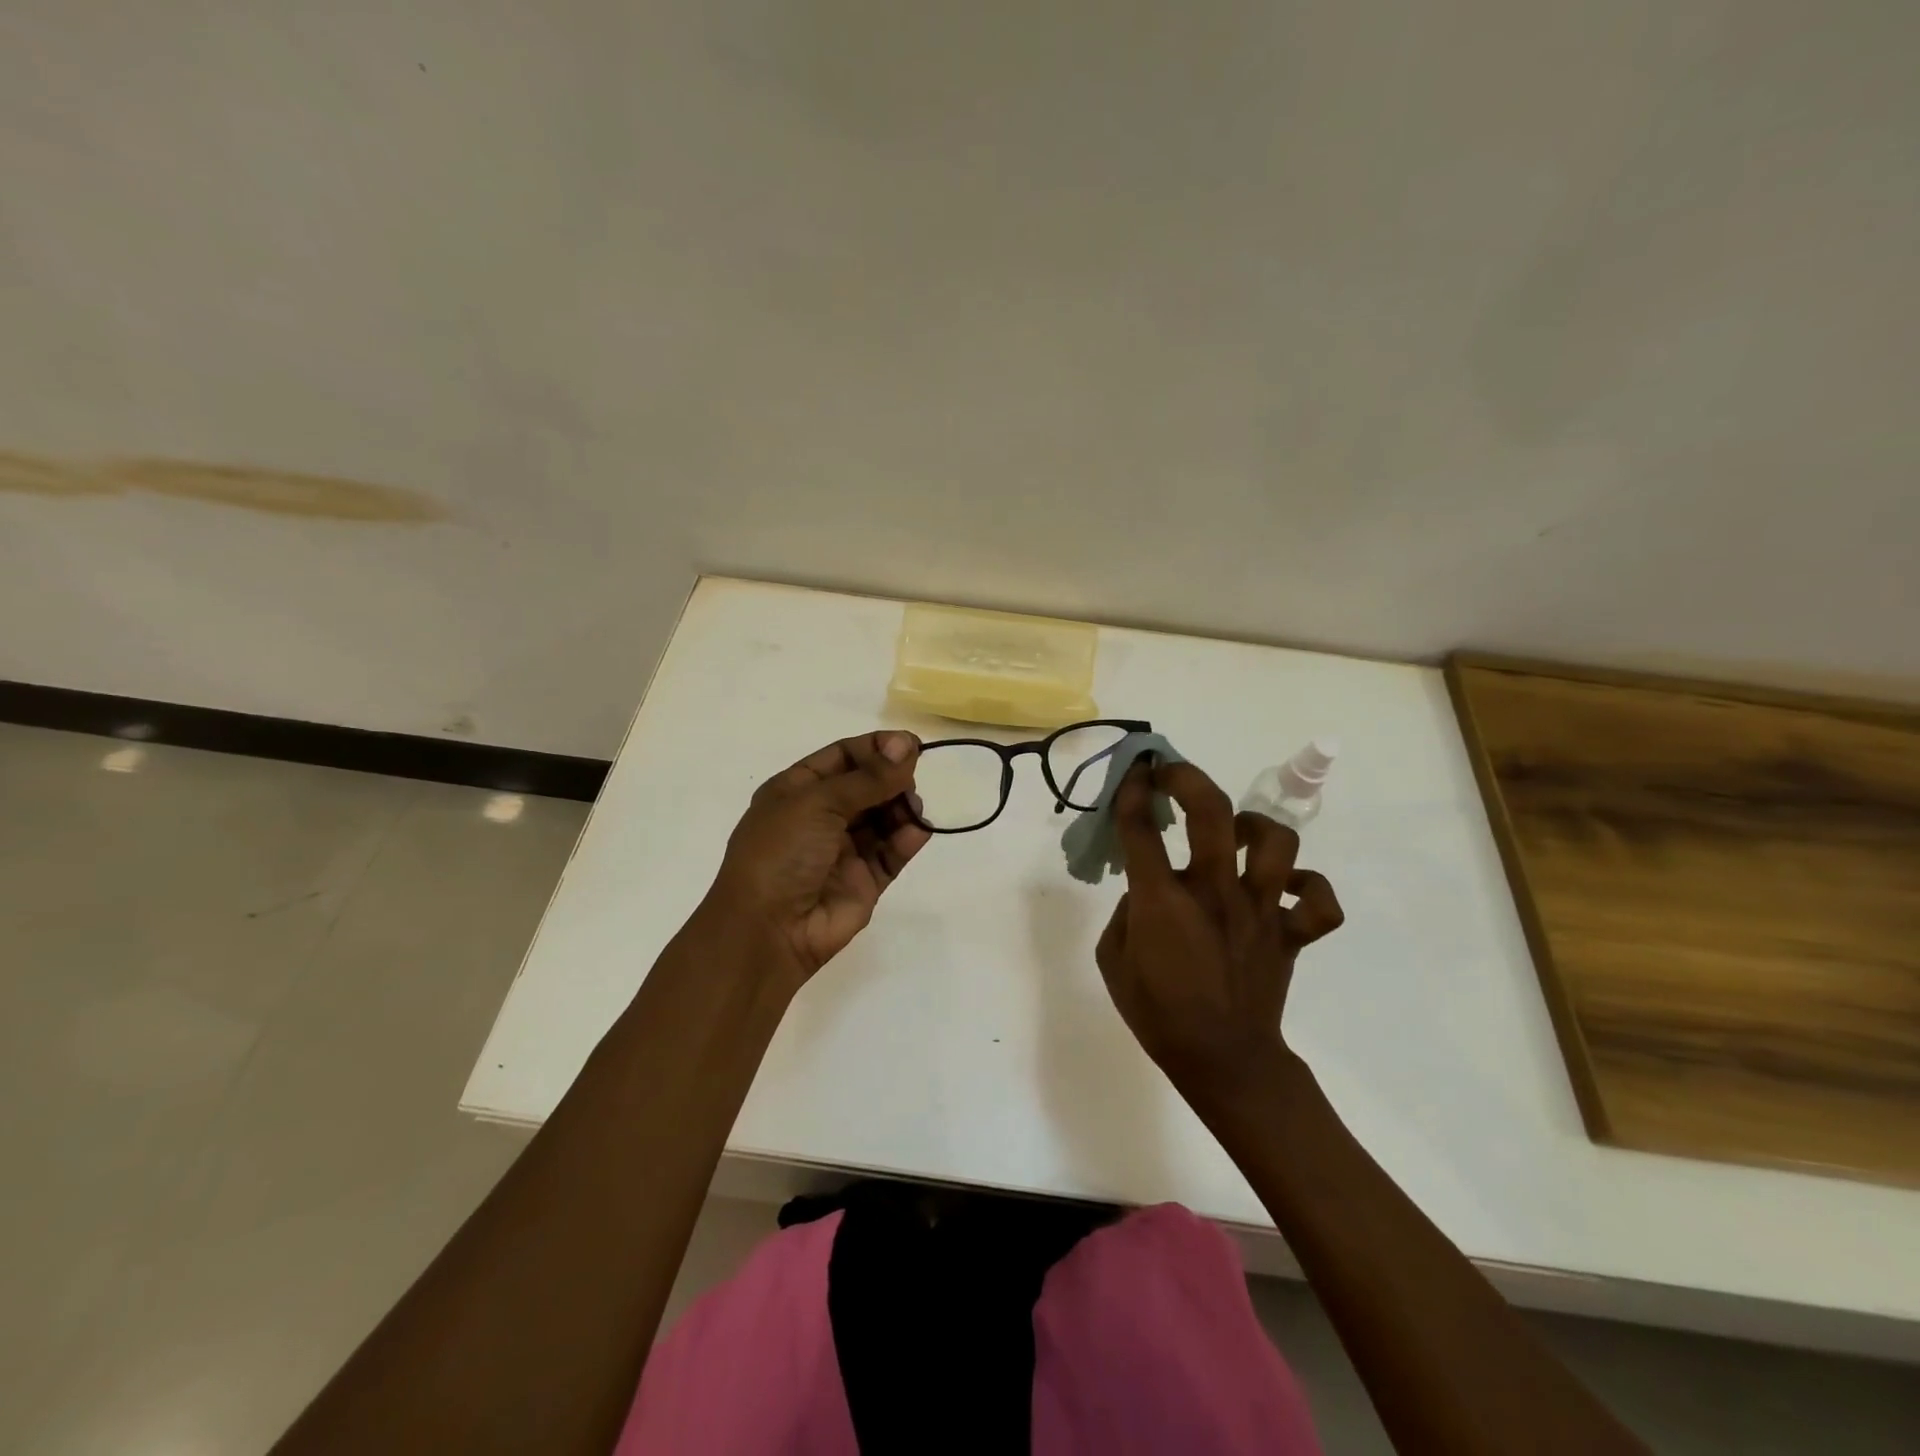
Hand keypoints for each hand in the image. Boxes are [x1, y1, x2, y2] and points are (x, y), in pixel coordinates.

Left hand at [706, 731, 929, 988]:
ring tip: (912, 808)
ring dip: (902, 807)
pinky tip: (918, 831)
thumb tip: (908, 744)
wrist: (768, 931)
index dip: (876, 748)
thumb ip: (868, 777)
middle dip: (891, 778)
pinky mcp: (864, 882)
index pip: (842, 757)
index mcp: (797, 791)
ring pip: (883, 819)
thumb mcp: (818, 802)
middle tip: (912, 778)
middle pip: (867, 786)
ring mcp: (843, 851)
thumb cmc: (782, 853)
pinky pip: (891, 853)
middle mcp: (820, 817)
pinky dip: (907, 839)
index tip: (911, 744)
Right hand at [1096, 759, 1343, 1101]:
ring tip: (1233, 833)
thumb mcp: (1113, 961)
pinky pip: (1318, 901)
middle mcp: (1215, 893)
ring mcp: (1261, 911)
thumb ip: (1125, 914)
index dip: (1131, 792)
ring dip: (1252, 826)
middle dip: (1187, 778)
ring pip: (1275, 843)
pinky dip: (1306, 885)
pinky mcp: (1291, 934)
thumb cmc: (1159, 1015)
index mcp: (1163, 901)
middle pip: (1212, 812)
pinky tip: (1281, 886)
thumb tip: (1145, 890)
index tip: (1132, 774)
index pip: (1141, 828)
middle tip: (1171, 774)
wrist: (1224, 1063)